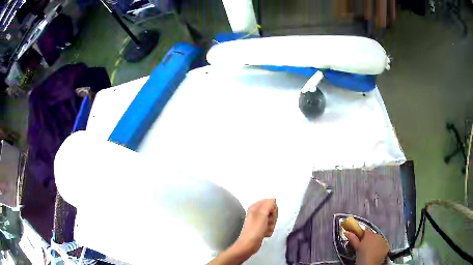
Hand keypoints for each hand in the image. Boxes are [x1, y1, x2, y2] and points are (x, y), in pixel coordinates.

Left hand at [207, 199, 277, 264]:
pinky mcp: (261, 228)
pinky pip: (270, 226)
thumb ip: (268, 205)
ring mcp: (259, 221)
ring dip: (271, 225)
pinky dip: (269, 230)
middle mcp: (257, 212)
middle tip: (267, 223)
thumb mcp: (261, 215)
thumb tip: (273, 199)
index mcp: (255, 207)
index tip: (270, 216)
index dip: (273, 210)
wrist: (248, 245)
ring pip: (272, 220)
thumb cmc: (254, 230)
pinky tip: (264, 234)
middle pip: (273, 211)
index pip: (271, 202)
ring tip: (264, 230)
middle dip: (272, 218)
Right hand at [344, 230, 388, 264]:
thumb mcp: (356, 248)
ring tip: (370, 252)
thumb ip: (353, 239)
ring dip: (375, 244)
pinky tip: (376, 253)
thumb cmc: (361, 256)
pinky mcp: (387, 246)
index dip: (362, 236)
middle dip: (369, 240)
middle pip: (373, 236)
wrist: (370, 264)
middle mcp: (378, 235)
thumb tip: (347, 232)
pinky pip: (383, 245)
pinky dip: (380, 248)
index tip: (359, 241)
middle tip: (364, 248)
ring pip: (378, 240)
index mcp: (369, 235)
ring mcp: (384, 240)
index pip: (365, 231)